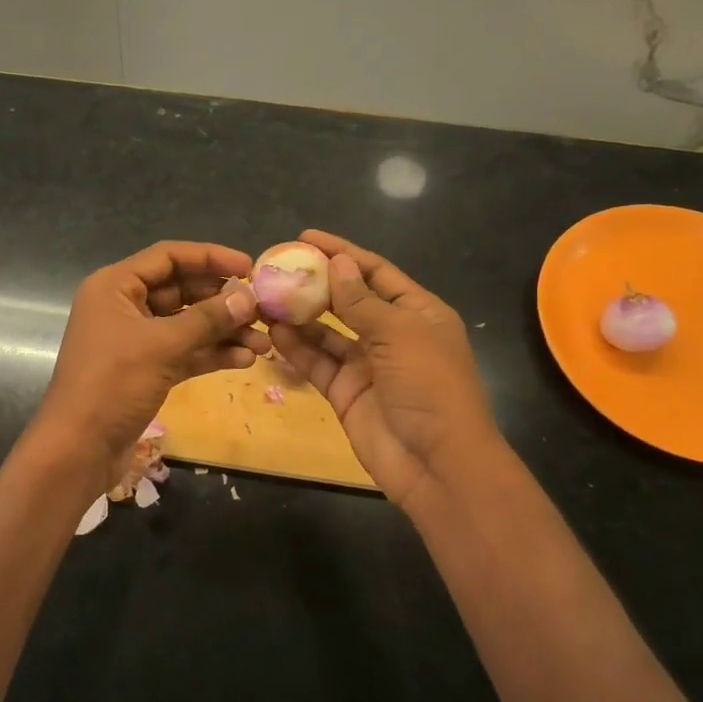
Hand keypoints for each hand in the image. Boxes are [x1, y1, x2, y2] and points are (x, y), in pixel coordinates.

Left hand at [33, 241, 268, 476]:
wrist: (79, 449)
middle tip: (262, 308)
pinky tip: (245, 360)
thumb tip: (248, 298)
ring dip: (223, 331)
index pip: (168, 256)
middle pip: (180, 289)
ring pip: (186, 324)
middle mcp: (123, 306)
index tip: (249, 266)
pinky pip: (183, 352)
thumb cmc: (112, 384)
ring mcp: (134, 340)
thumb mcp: (162, 346)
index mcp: (115, 286)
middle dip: (222, 300)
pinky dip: (210, 354)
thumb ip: (206, 319)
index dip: (210, 257)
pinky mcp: (145, 370)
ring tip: (263, 341)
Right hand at [269, 229, 499, 517]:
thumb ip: (361, 301)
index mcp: (417, 313)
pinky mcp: (345, 391)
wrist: (436, 463)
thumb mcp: (399, 334)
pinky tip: (273, 332)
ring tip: (266, 297)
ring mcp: (367, 364)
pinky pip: (317, 362)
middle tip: (277, 268)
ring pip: (327, 332)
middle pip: (348, 300)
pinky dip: (297, 348)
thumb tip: (338, 263)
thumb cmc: (429, 387)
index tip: (306, 237)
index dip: (343, 253)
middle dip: (316, 283)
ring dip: (300, 315)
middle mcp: (391, 334)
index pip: (375, 272)